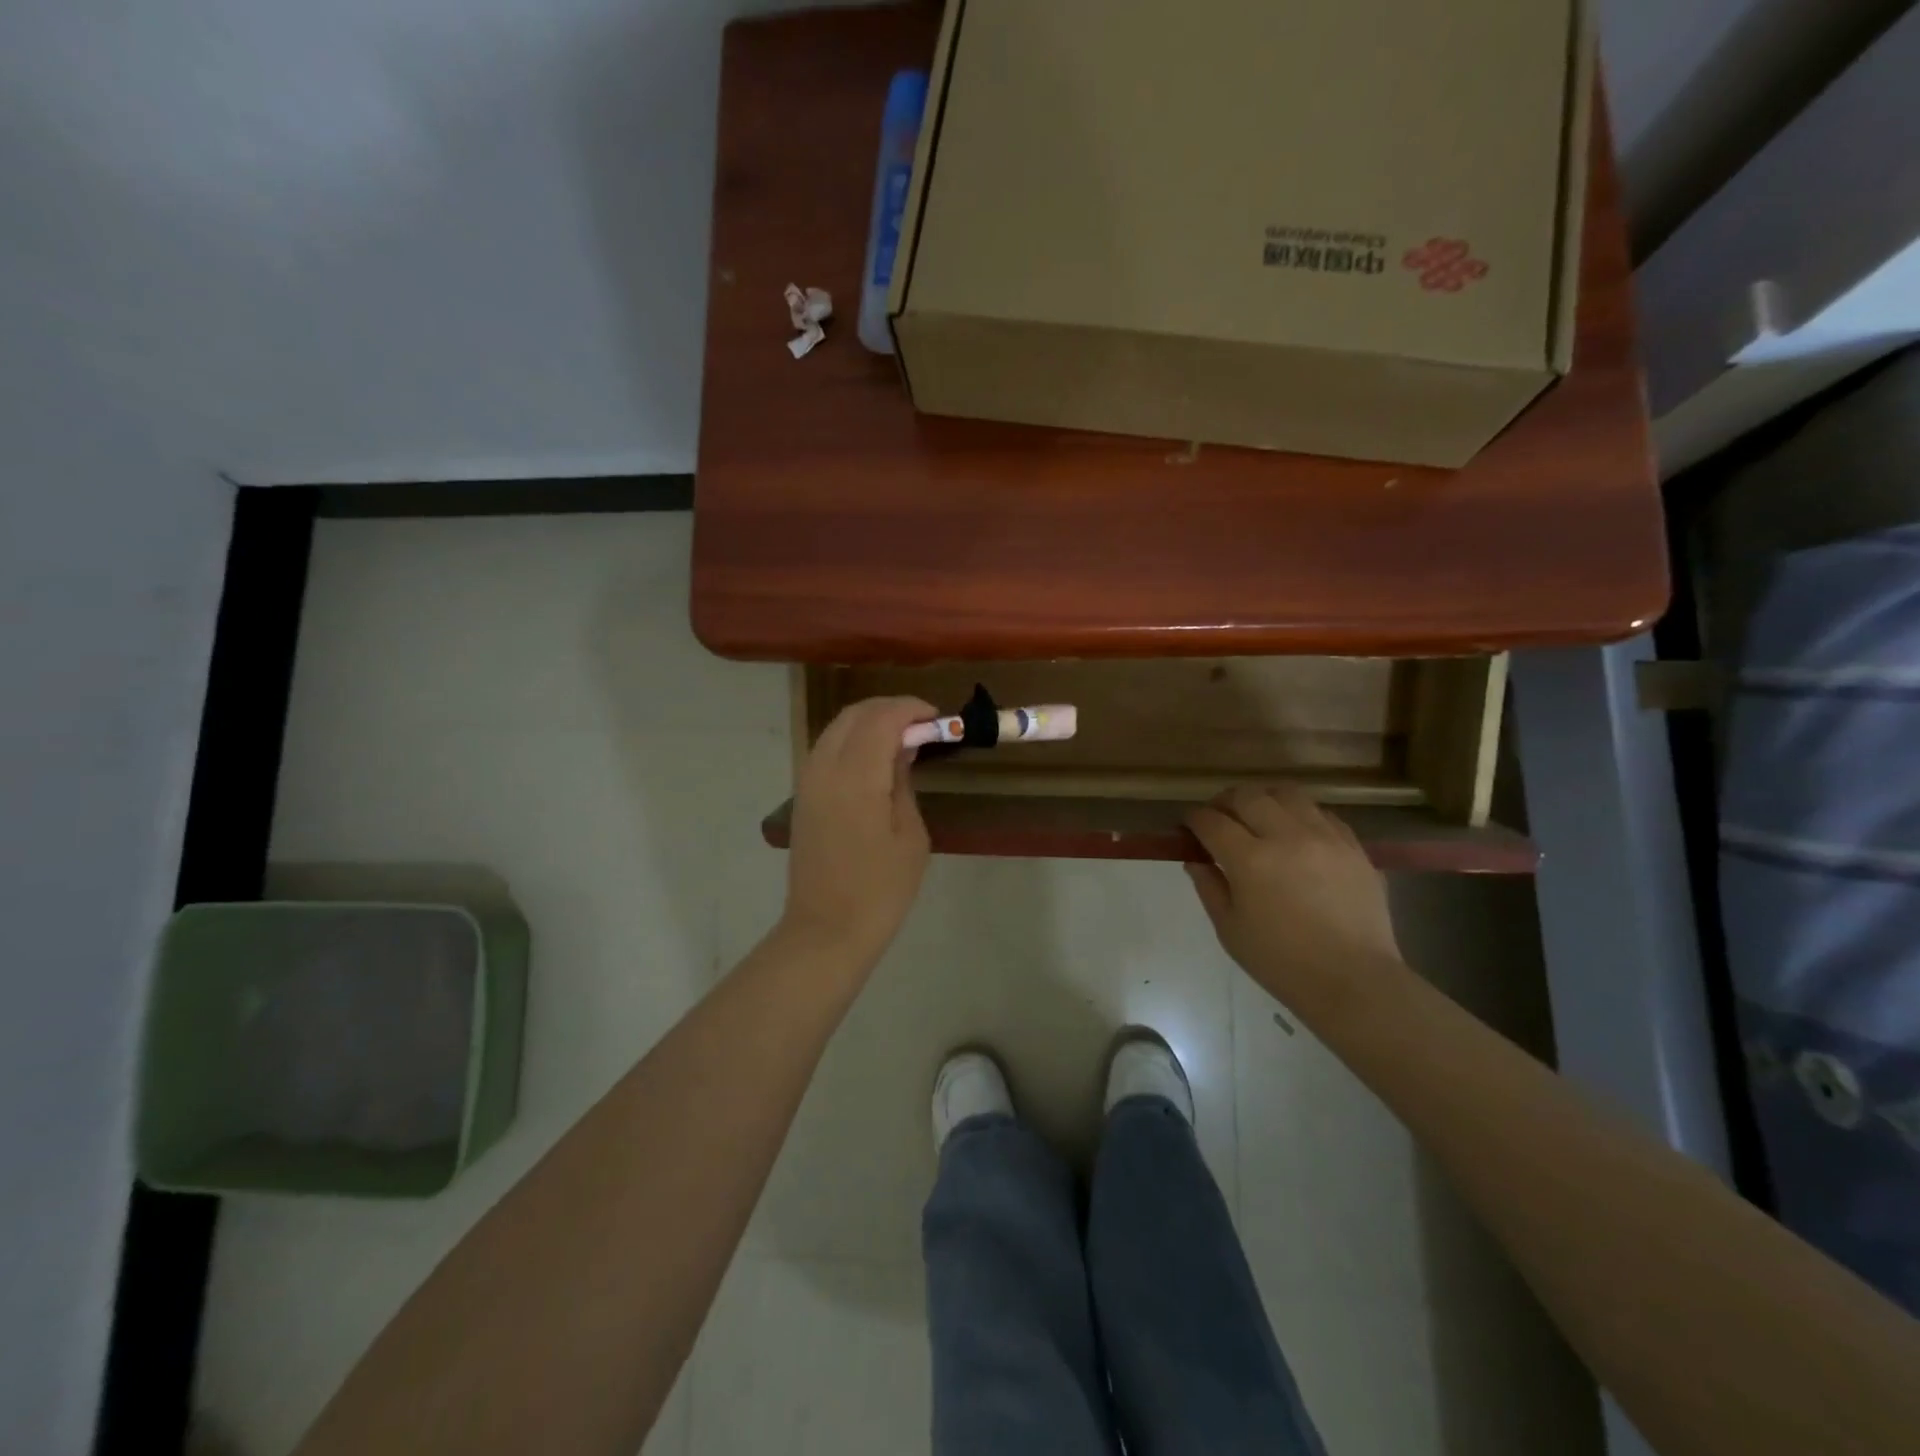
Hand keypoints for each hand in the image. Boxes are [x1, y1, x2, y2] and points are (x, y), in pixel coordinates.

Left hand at [781, 696, 935, 971]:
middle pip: (855, 714)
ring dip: (870, 722)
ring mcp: (808, 780)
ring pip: (838, 727)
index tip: (937, 717)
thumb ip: (903, 780)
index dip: (911, 709)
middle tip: (923, 725)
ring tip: (903, 738)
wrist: (827, 929)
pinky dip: (853, 740)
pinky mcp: (803, 794)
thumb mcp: (910, 835)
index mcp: (856, 777)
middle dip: (890, 709)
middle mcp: (825, 767)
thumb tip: (904, 747)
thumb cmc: (881, 889)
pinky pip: (828, 748)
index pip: (881, 718)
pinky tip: (876, 758)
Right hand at [1185, 785, 1404, 1006]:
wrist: (1354, 981)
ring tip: (1258, 816)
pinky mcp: (1353, 846)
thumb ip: (1209, 887)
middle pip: (1247, 796)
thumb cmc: (1282, 962)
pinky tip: (1295, 833)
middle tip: (1218, 818)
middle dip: (1224, 802)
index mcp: (1250, 860)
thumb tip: (1195, 859)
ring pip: (1286, 794)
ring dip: (1263, 799)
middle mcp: (1287, 837)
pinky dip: (1300, 814)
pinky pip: (1321, 813)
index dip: (1194, 819)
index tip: (1188, 826)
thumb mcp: (1230, 930)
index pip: (1211, 821)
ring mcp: (1325, 837)